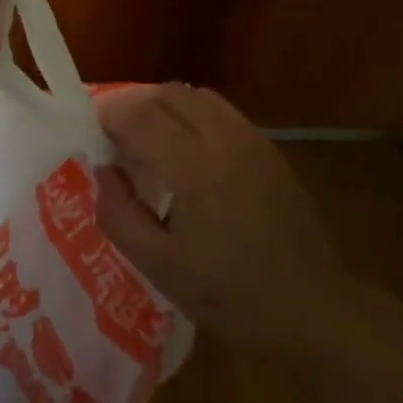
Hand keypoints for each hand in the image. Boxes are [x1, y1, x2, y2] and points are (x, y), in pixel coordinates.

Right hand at [94, 83, 346, 350]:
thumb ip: (119, 214)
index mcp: (192, 168)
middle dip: (136, 107)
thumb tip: (102, 171)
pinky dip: (196, 116)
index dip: (109, 116)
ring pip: (198, 96)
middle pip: (168, 94)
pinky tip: (192, 153)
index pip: (139, 115)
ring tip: (154, 142)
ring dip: (167, 108)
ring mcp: (251, 140)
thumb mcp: (160, 267)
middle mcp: (222, 139)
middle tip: (119, 141)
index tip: (92, 134)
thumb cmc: (229, 295)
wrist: (310, 308)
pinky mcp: (269, 149)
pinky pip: (222, 112)